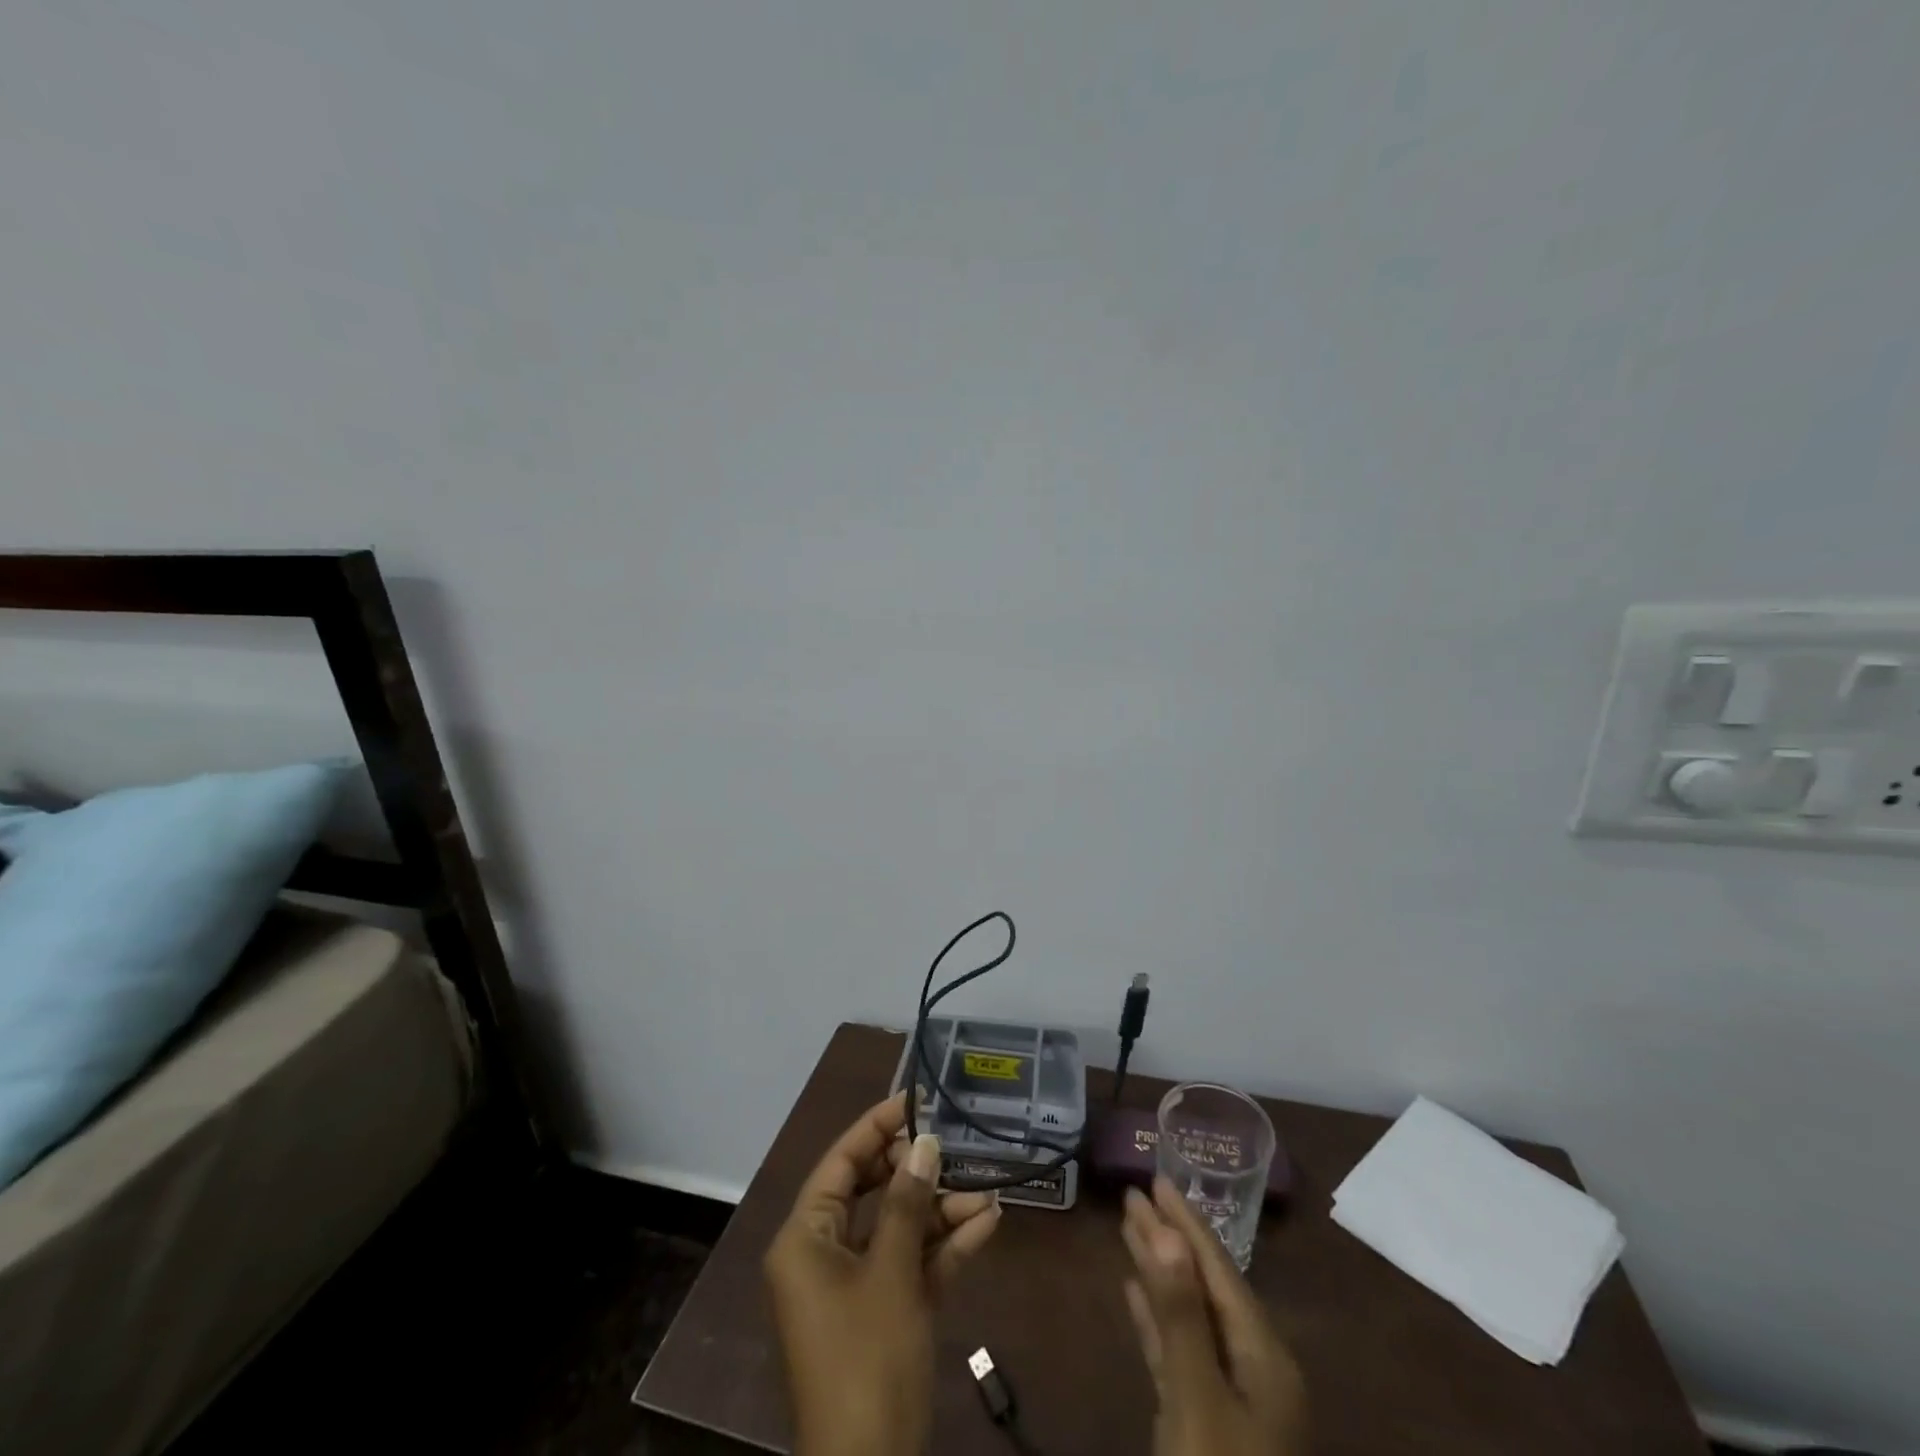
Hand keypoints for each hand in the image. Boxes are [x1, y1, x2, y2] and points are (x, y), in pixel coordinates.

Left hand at [765, 1093, 1001, 1455]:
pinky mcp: (883, 1315)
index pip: (842, 1162)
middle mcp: (824, 1254)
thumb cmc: (867, 1358)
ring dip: (941, 1213)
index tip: (916, 1100)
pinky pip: (912, 1266)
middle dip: (918, 1172)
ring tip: (987, 1193)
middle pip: (872, 1192)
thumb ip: (908, 1203)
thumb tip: (925, 1143)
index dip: (877, 1127)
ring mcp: (855, 1286)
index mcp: (806, 1237)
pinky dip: (944, 1248)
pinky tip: (986, 1226)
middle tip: (954, 1148)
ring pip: (899, 1229)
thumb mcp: (891, 1274)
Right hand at [1121, 1177, 1306, 1455]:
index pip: (1218, 1268)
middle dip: (1169, 1237)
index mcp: (1263, 1356)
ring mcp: (1231, 1398)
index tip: (1155, 1177)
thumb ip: (1181, 1313)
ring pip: (1188, 1314)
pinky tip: (1133, 1292)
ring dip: (1159, 1270)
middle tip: (1134, 1193)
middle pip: (1203, 1284)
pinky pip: (1178, 1350)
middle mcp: (1252, 1368)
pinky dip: (1156, 1318)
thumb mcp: (1197, 1399)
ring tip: (1128, 1227)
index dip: (1185, 1220)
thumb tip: (1167, 1229)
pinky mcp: (1204, 1422)